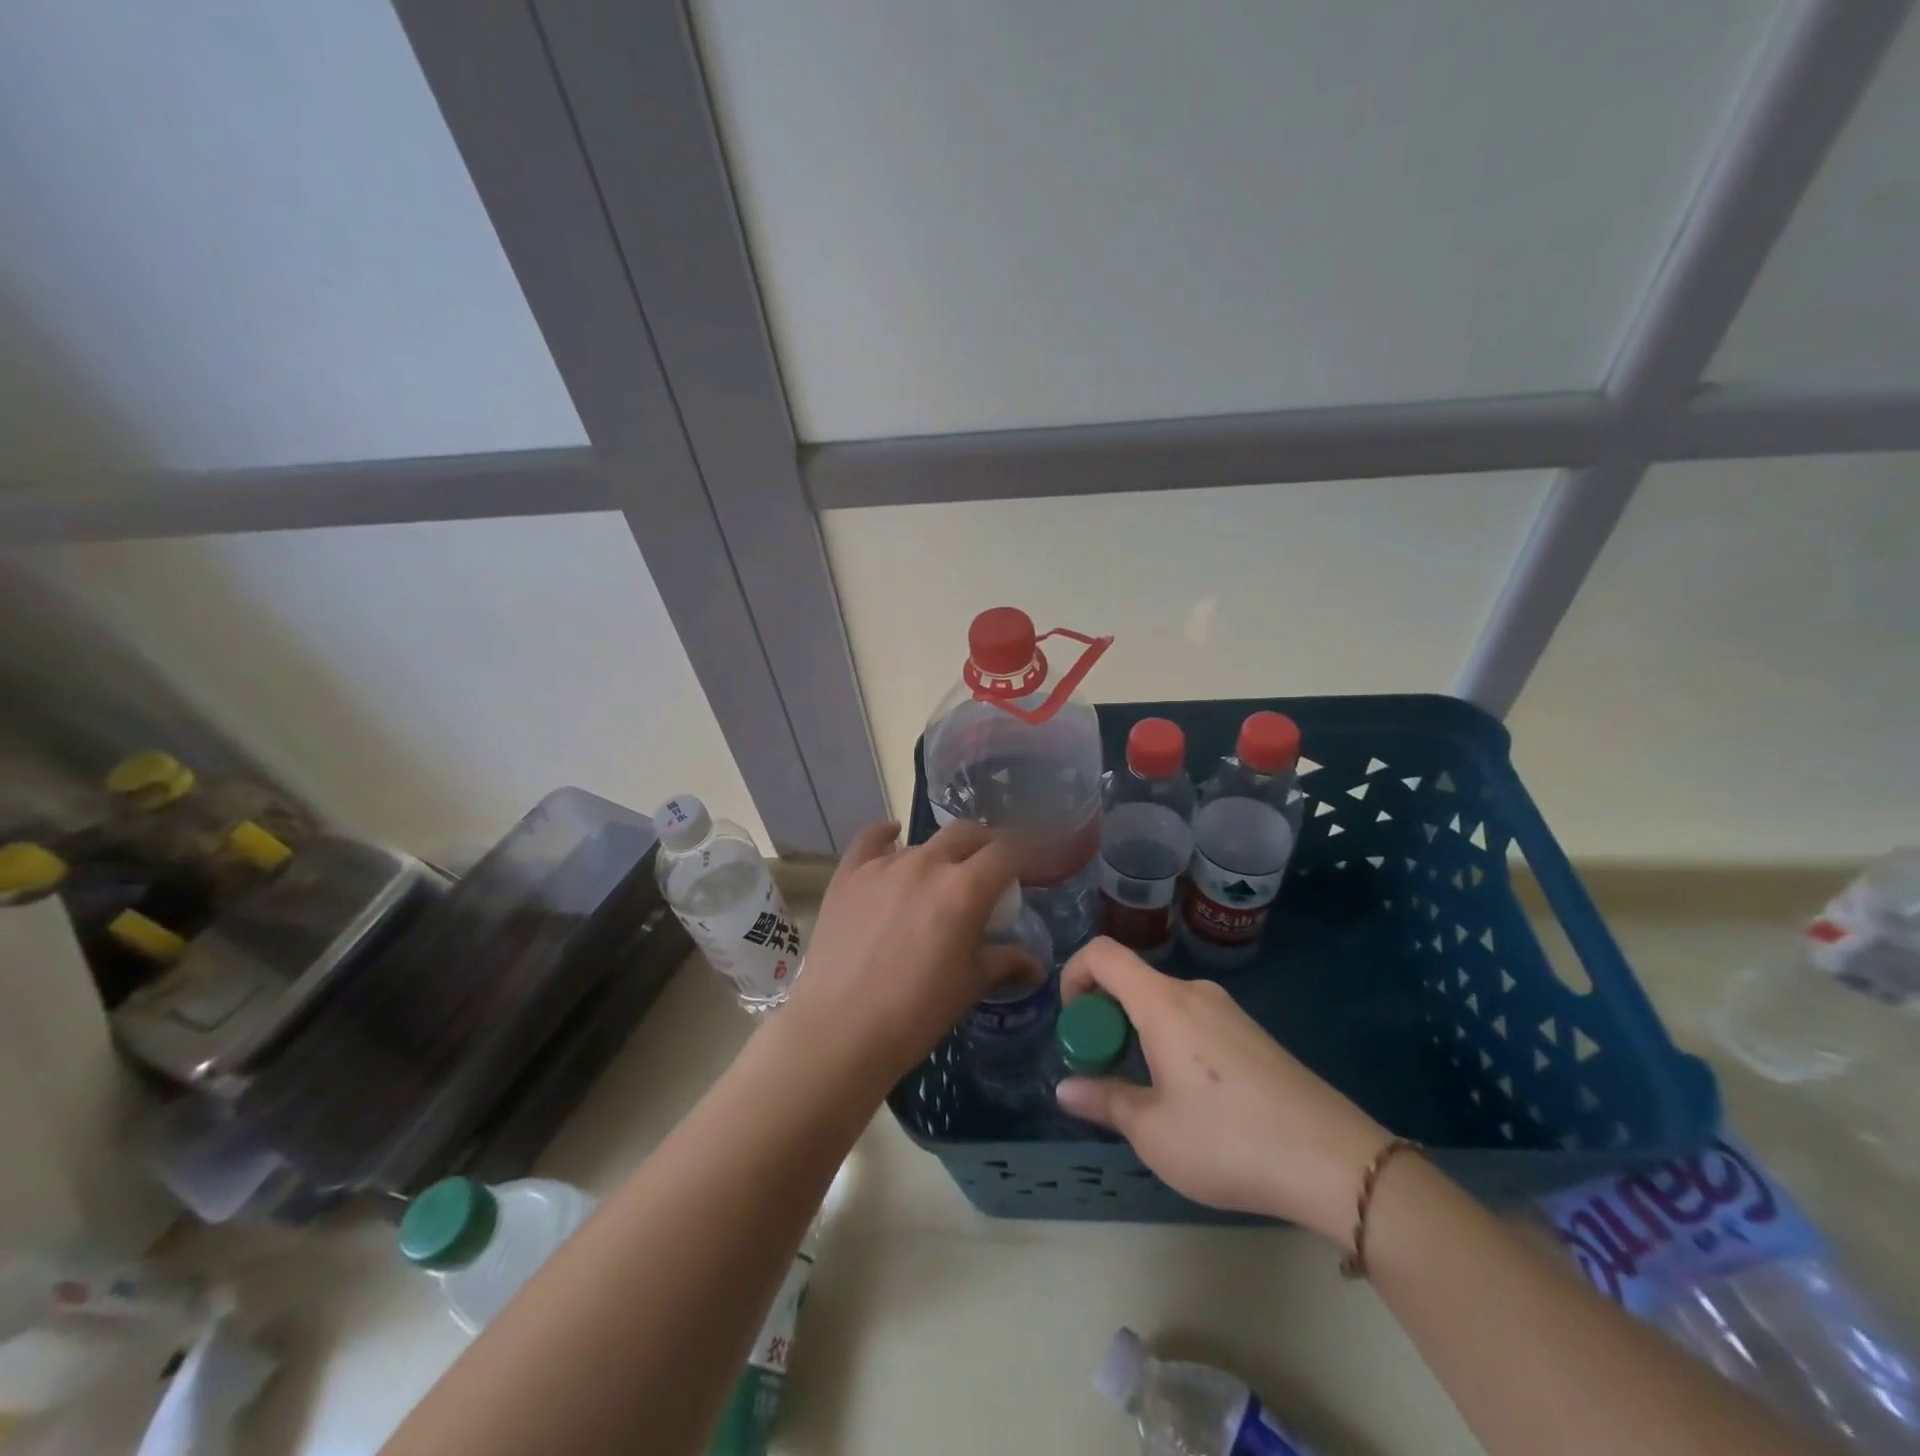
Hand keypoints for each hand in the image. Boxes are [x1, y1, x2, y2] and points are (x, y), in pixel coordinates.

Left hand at [778, 821, 1041, 1092]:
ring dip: (941, 854)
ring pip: (923, 843)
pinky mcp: (848, 875)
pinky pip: (871, 839)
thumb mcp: (971, 986)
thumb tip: (1036, 965)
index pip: (1008, 851)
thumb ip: (1006, 962)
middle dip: (988, 843)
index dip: (1029, 851)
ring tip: (942, 878)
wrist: (840, 1030)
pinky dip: (886, 835)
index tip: (1037, 862)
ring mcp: (883, 865)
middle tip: (994, 867)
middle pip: (967, 833)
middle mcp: (926, 864)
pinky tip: (893, 836)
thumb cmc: (916, 1013)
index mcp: (965, 889)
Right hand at [1055, 938, 1390, 1240]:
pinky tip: (1189, 1098)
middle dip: (1104, 1016)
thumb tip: (1065, 1090)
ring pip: (1163, 1005)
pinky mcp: (1253, 1036)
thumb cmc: (1229, 1140)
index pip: (1103, 954)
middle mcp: (1194, 994)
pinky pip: (1194, 1022)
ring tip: (1144, 1091)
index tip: (1073, 1024)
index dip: (1074, 975)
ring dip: (1138, 1033)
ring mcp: (1229, 1012)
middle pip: (1132, 980)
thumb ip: (1104, 1102)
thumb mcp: (1153, 1131)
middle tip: (1103, 1069)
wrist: (1335, 1162)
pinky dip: (1170, 1042)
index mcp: (1163, 1003)